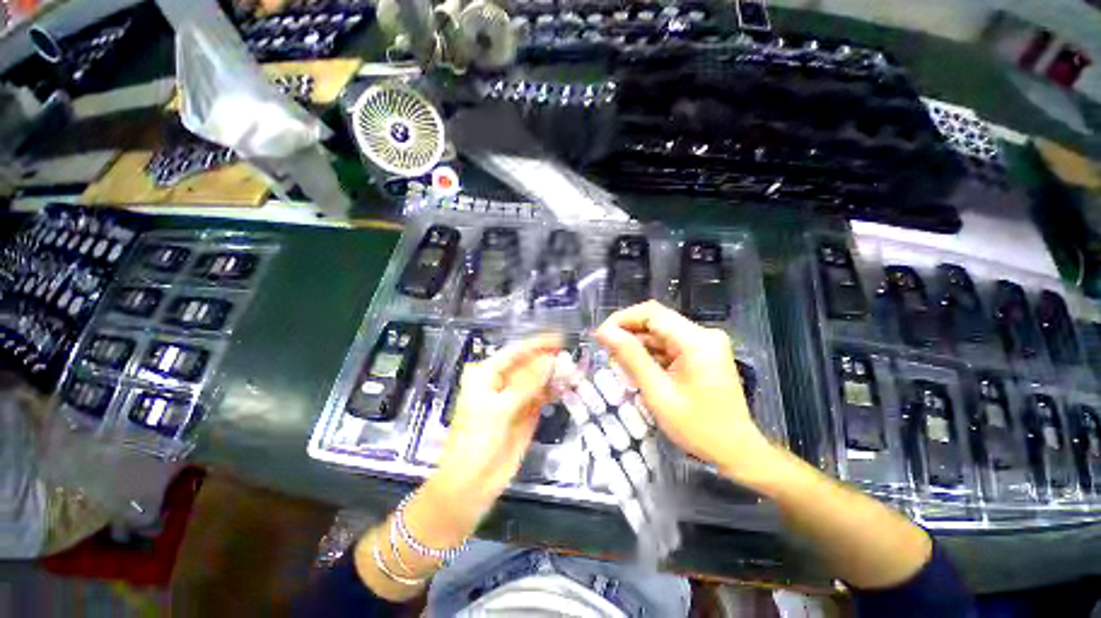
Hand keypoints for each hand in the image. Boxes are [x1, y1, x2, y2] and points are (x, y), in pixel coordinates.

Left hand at [422, 334, 560, 539]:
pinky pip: (542, 395)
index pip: (515, 352)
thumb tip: (550, 360)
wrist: (472, 484)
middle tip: (572, 357)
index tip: (560, 339)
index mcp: (487, 374)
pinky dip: (554, 390)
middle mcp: (501, 381)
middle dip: (549, 360)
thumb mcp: (500, 409)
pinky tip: (568, 385)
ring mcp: (515, 397)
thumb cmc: (477, 441)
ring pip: (538, 379)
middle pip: (529, 364)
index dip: (537, 344)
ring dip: (554, 374)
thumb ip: (527, 384)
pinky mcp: (527, 412)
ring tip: (575, 370)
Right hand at [595, 301, 780, 486]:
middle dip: (628, 332)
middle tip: (605, 350)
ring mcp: (704, 343)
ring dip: (637, 344)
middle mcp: (703, 334)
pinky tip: (637, 367)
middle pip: (656, 321)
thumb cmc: (697, 427)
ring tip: (617, 361)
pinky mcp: (702, 353)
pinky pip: (669, 345)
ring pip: (660, 332)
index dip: (622, 319)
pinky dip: (650, 353)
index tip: (600, 335)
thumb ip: (631, 358)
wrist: (736, 451)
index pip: (652, 313)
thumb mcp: (658, 392)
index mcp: (696, 341)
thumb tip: (604, 332)